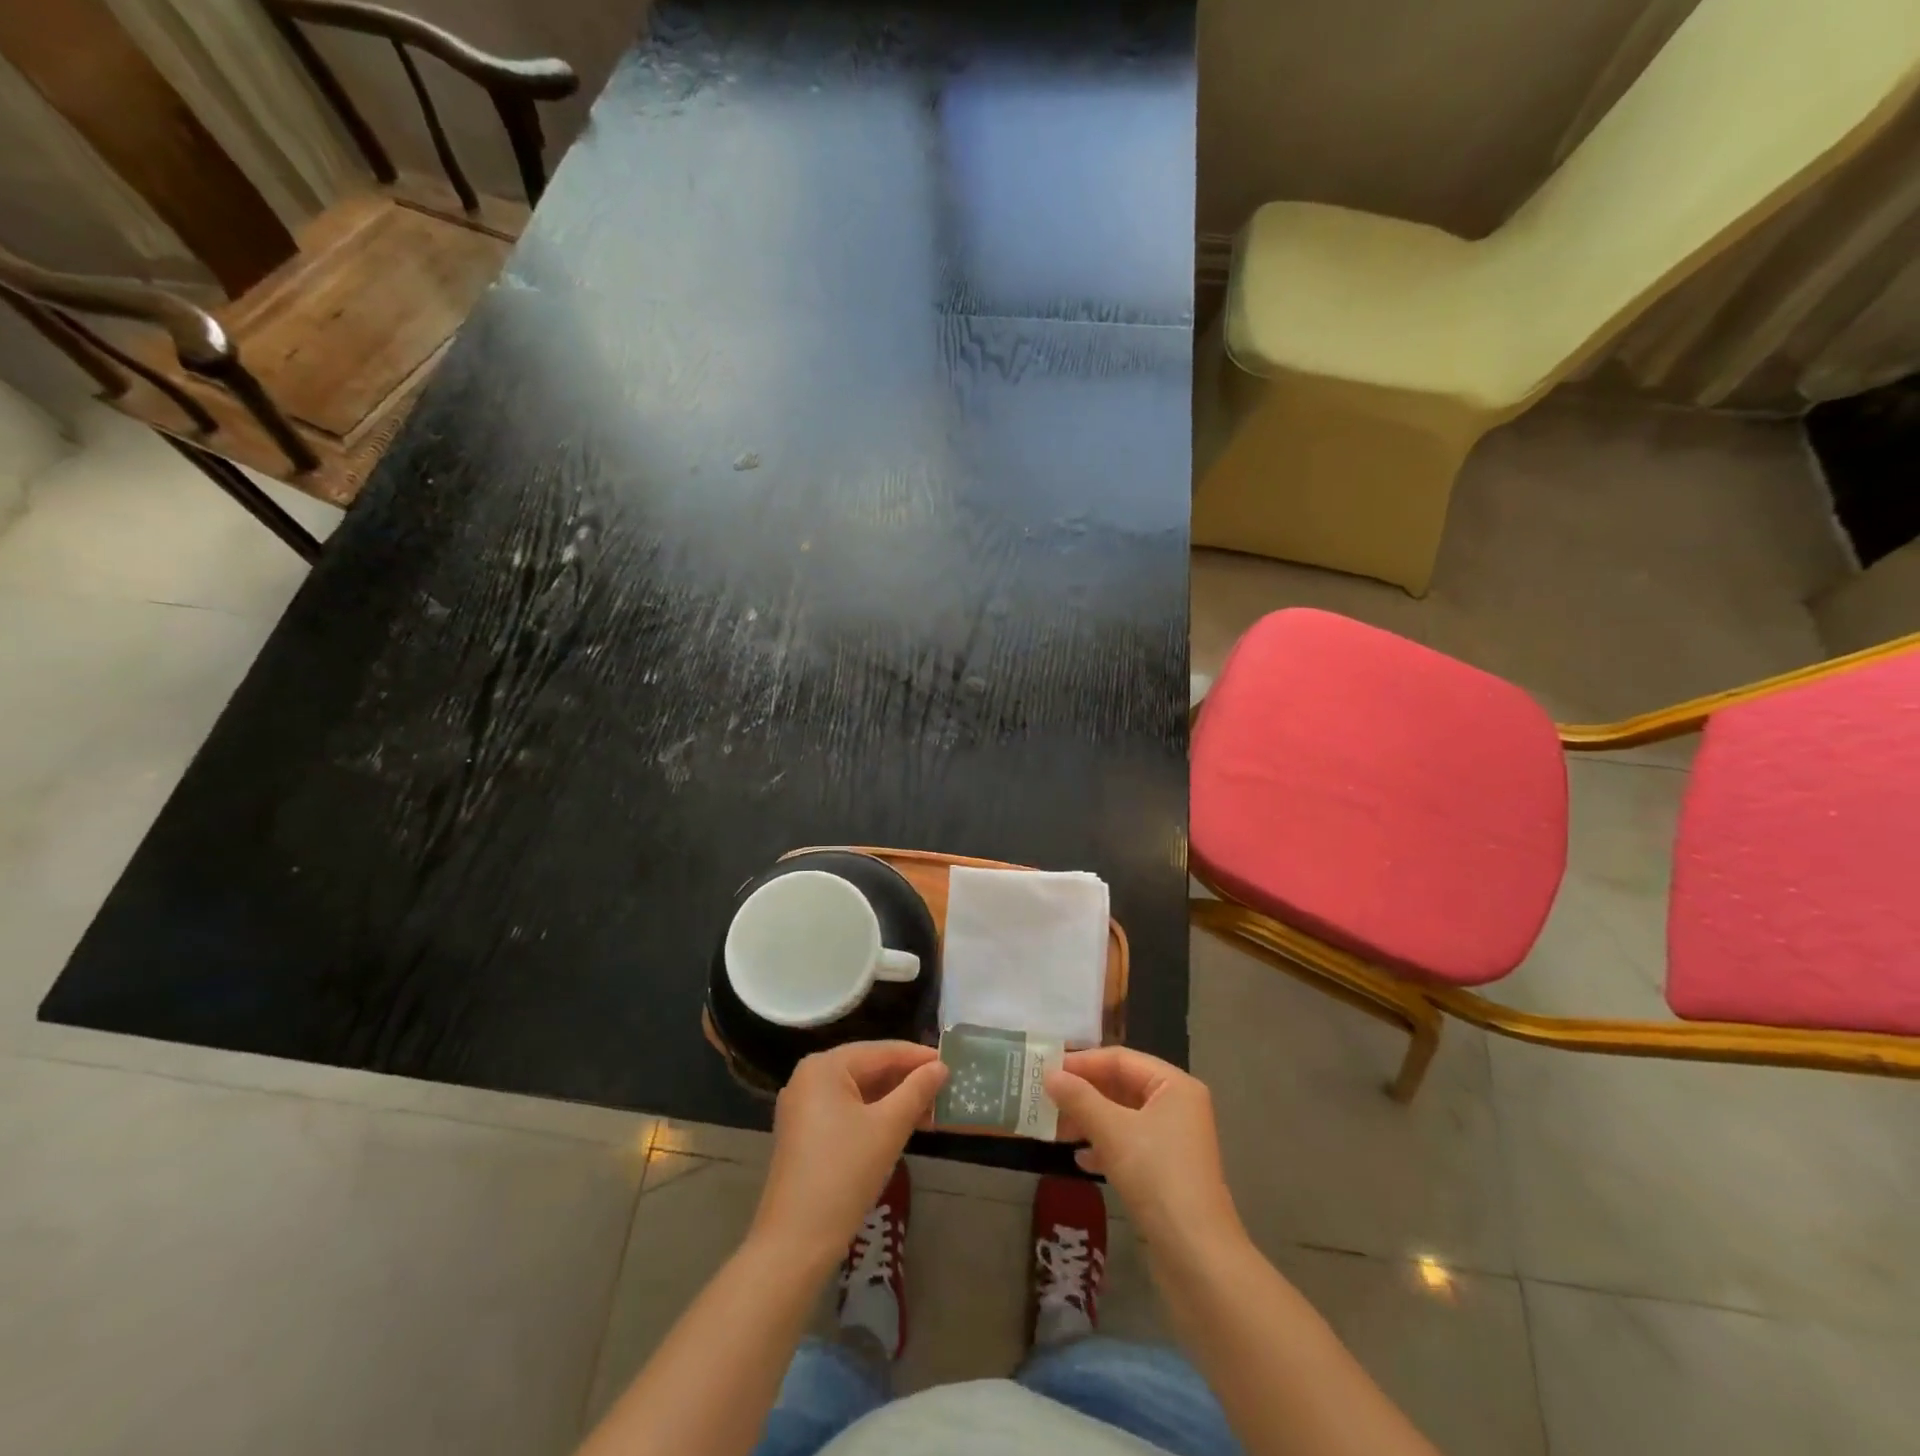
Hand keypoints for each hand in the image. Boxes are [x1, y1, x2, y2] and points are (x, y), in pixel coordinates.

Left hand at [750, 1041, 947, 1269]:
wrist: (795, 1243)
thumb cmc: (844, 1174)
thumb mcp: (888, 1128)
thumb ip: (917, 1091)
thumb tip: (941, 1067)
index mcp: (824, 1067)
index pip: (881, 1051)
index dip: (918, 1057)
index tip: (951, 1063)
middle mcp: (809, 1078)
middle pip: (868, 1069)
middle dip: (907, 1080)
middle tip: (945, 1088)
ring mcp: (803, 1107)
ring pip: (859, 1092)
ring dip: (894, 1100)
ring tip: (932, 1109)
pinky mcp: (804, 1134)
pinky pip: (847, 1111)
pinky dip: (875, 1116)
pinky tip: (903, 1126)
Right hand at [1046, 1048, 1241, 1248]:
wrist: (1196, 1256)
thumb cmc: (1156, 1176)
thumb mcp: (1112, 1131)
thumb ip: (1079, 1099)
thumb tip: (1049, 1075)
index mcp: (1174, 1085)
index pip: (1121, 1059)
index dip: (1083, 1063)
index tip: (1048, 1070)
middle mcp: (1178, 1106)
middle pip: (1123, 1086)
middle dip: (1084, 1093)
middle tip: (1047, 1099)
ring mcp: (1175, 1140)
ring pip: (1124, 1117)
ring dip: (1090, 1120)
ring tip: (1057, 1129)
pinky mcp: (1168, 1171)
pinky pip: (1130, 1144)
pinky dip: (1105, 1146)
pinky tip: (1081, 1160)